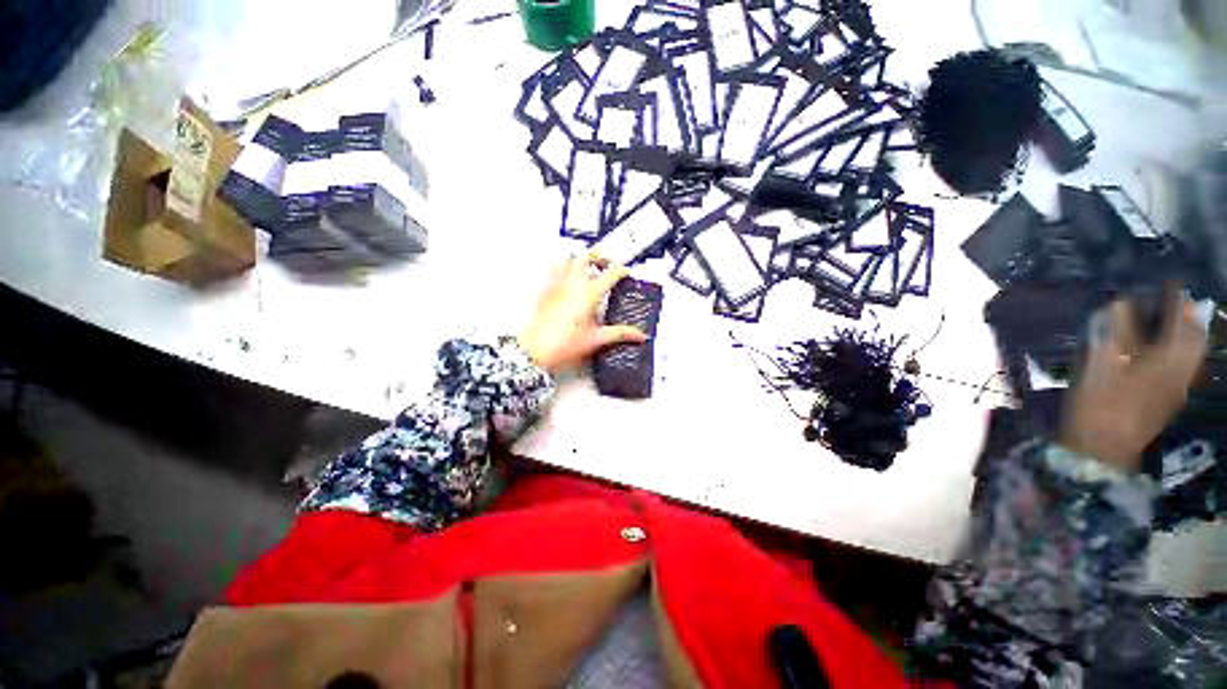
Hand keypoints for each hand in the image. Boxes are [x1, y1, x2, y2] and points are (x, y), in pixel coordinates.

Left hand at [517, 253, 647, 373]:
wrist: (536, 351)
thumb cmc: (563, 345)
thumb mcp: (596, 340)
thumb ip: (620, 334)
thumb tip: (638, 335)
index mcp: (588, 294)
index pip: (610, 273)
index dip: (621, 270)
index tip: (625, 273)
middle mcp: (572, 285)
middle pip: (586, 256)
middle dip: (599, 256)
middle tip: (606, 263)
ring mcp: (556, 286)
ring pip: (568, 260)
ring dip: (579, 260)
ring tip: (587, 268)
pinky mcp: (545, 291)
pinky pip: (554, 271)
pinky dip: (563, 269)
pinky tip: (567, 281)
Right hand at [1059, 288, 1207, 471]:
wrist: (1102, 449)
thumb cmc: (1101, 404)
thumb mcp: (1102, 365)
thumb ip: (1115, 333)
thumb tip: (1121, 303)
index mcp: (1167, 363)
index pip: (1183, 326)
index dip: (1178, 303)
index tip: (1171, 285)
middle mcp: (1179, 374)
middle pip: (1192, 343)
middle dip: (1186, 322)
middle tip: (1173, 305)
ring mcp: (1173, 391)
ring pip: (1187, 358)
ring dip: (1181, 338)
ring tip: (1167, 325)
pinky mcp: (1163, 402)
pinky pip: (1177, 371)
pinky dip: (1172, 355)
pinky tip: (1157, 354)